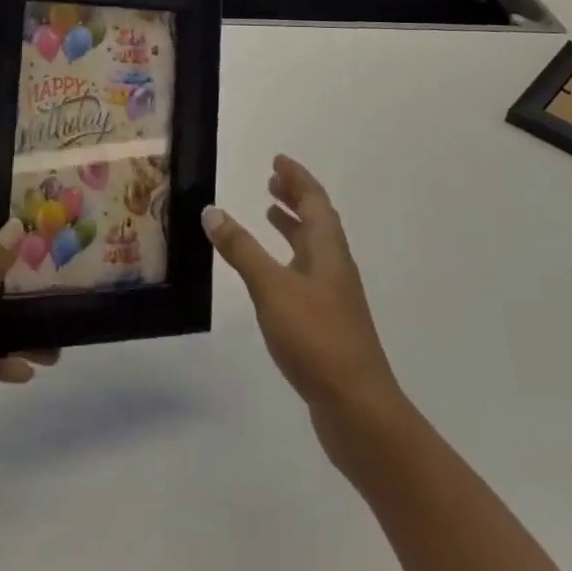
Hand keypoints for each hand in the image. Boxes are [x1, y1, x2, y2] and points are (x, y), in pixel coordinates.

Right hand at [203, 155, 406, 466]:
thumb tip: (212, 211)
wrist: (358, 410)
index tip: (279, 160)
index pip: (315, 201)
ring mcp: (334, 298)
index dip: (297, 178)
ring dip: (293, 227)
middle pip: (318, 221)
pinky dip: (289, 260)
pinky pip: (307, 275)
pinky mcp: (328, 325)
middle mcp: (335, 267)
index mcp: (328, 250)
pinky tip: (273, 275)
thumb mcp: (272, 288)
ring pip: (313, 249)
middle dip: (295, 198)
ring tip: (269, 216)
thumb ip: (242, 250)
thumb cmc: (316, 339)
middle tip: (271, 181)